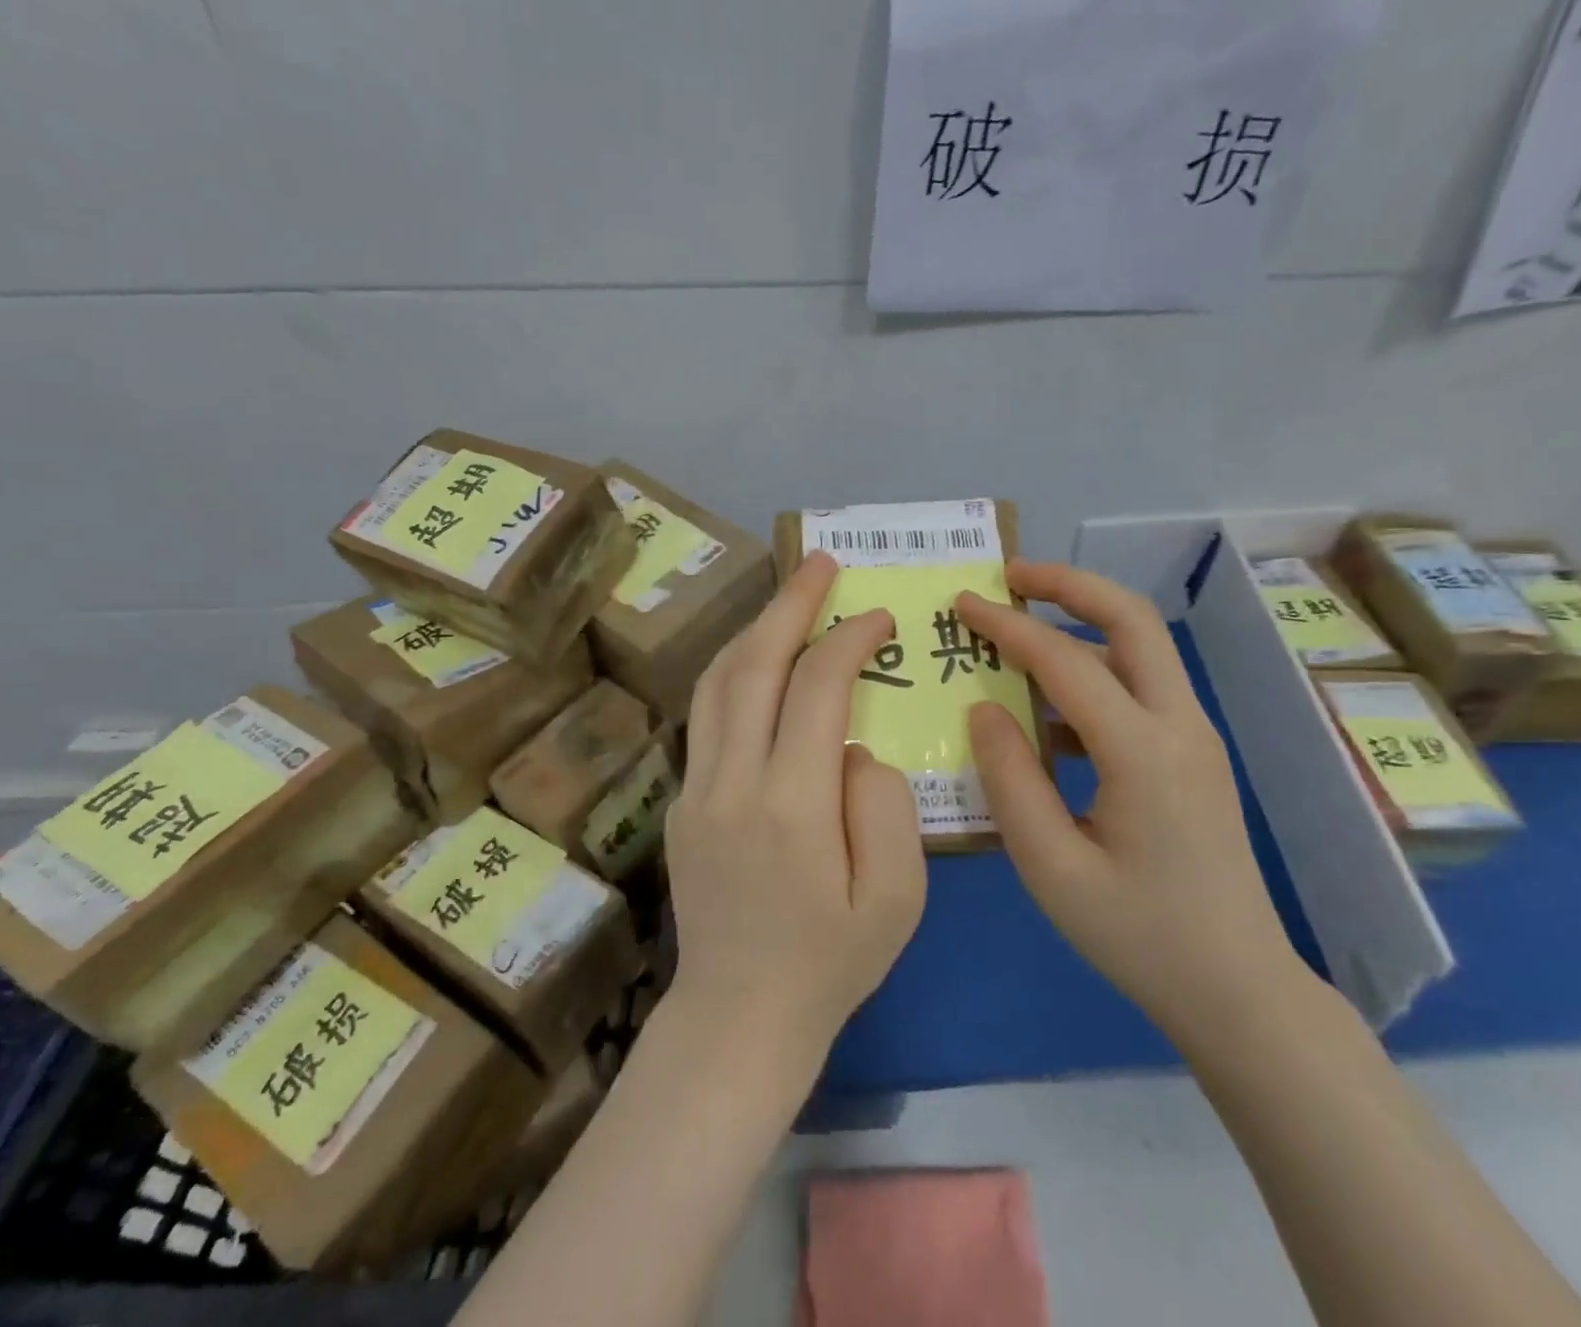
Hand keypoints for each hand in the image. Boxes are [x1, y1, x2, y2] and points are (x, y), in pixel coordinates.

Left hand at [664, 550, 927, 1070]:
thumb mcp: (897, 897)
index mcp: (793, 805)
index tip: (879, 617)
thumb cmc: (831, 964)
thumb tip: (854, 745)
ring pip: (718, 681)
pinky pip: (707, 713)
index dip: (849, 639)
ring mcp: (697, 788)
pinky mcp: (683, 801)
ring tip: (790, 597)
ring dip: (756, 628)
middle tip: (821, 563)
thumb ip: (884, 805)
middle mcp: (734, 782)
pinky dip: (735, 669)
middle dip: (791, 603)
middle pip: (755, 665)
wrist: (739, 1018)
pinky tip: (759, 659)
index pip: (817, 688)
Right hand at [956, 561, 1306, 1043]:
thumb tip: (983, 709)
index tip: (962, 604)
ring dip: (1082, 621)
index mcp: (1144, 752)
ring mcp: (1193, 737)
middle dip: (1068, 585)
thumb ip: (1009, 779)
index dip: (1009, 626)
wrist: (1237, 989)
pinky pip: (1139, 688)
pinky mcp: (1191, 754)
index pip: (1066, 662)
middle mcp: (1179, 725)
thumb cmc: (1138, 935)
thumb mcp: (1051, 868)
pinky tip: (1046, 705)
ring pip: (1140, 647)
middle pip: (1131, 619)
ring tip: (1020, 623)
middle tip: (1010, 577)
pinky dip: (1092, 670)